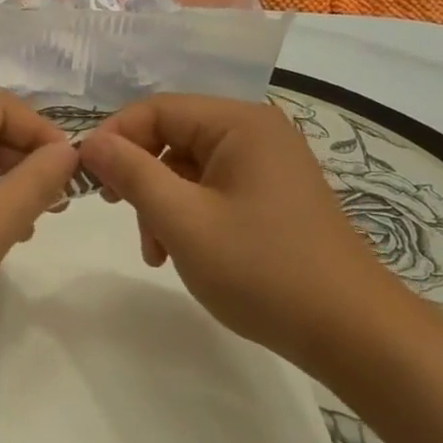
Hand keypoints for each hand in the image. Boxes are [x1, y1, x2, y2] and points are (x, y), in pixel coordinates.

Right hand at [78, 95, 418, 367]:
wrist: (355, 334)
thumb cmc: (263, 269)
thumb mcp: (184, 220)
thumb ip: (132, 173)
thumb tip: (91, 141)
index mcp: (239, 122)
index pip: (158, 108)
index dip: (116, 137)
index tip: (87, 177)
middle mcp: (256, 131)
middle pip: (173, 136)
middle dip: (141, 176)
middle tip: (118, 214)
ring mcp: (268, 164)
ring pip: (189, 166)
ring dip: (162, 201)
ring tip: (155, 251)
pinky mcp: (273, 194)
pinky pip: (214, 188)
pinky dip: (189, 213)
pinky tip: (181, 252)